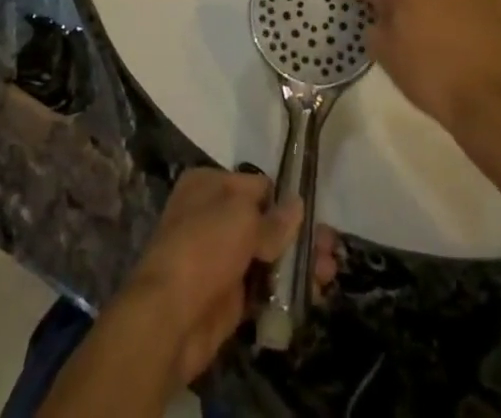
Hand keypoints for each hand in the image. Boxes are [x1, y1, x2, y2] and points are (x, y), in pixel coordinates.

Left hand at [121, 169, 339, 385]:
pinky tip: (314, 292)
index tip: (314, 213)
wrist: (170, 315)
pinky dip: (286, 289)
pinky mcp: (228, 297)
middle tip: (331, 246)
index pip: (257, 185)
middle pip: (265, 221)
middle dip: (298, 233)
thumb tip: (297, 206)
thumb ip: (274, 218)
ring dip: (298, 262)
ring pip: (267, 255)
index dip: (285, 199)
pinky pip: (263, 287)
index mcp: (209, 184)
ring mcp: (221, 258)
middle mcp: (214, 216)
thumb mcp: (242, 219)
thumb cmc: (204, 246)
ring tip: (330, 271)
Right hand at [356, 0, 500, 137]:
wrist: (493, 106)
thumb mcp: (385, 52)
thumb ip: (376, 17)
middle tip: (421, 28)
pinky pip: (491, 5)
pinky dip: (485, 18)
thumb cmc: (430, 77)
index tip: (382, 11)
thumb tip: (377, 1)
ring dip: (454, 4)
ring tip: (457, 39)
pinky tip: (485, 44)